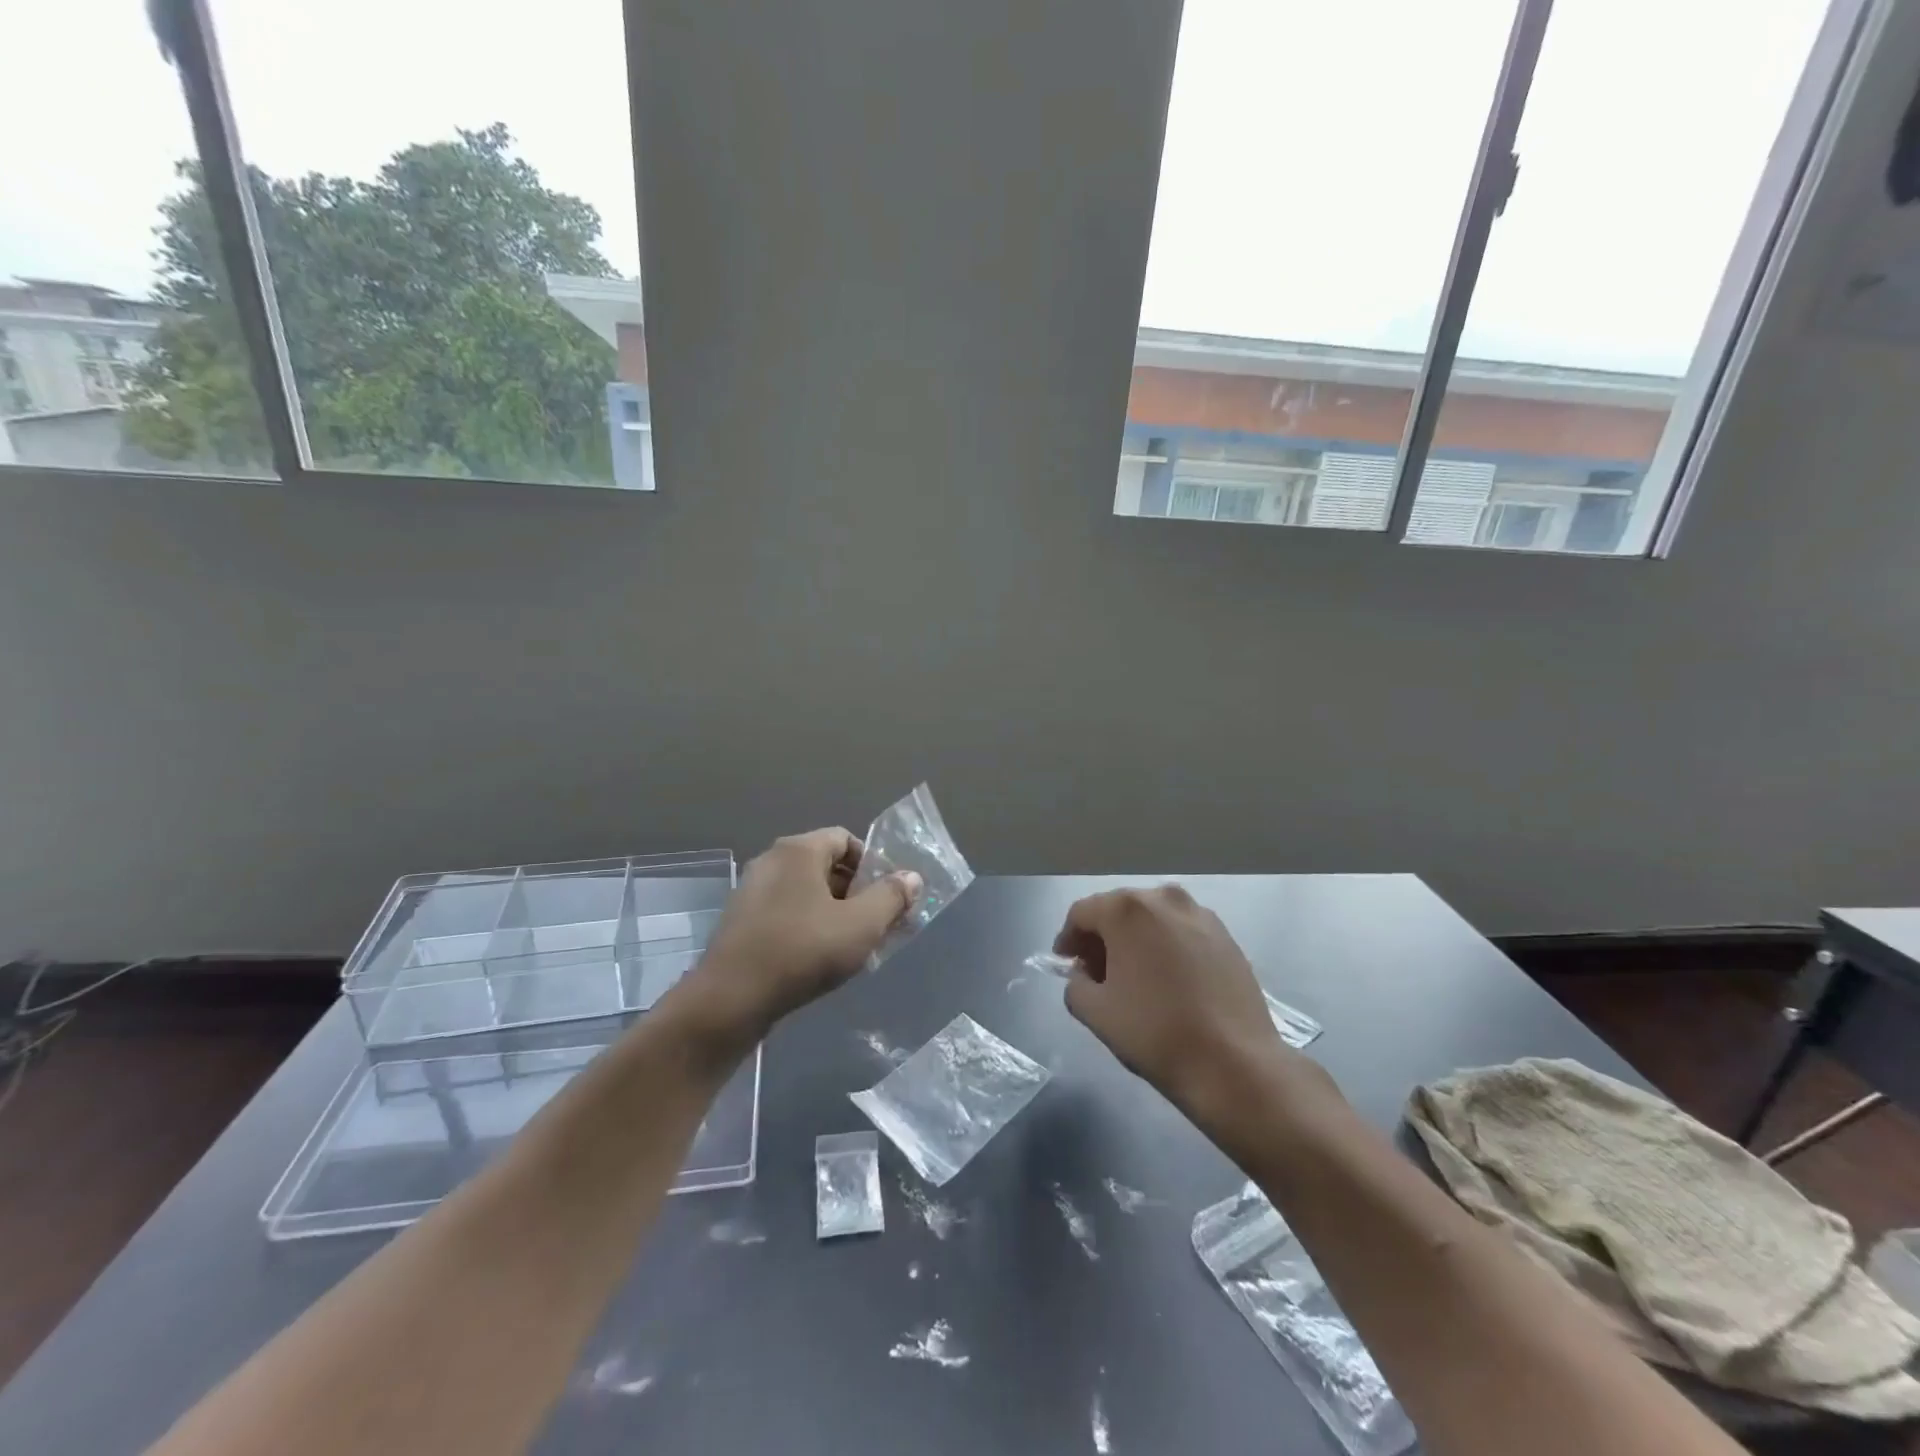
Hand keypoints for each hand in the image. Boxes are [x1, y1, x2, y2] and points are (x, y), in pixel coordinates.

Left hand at [682, 827, 920, 1042]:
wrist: (730, 1000)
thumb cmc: (802, 951)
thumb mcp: (861, 925)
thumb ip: (891, 897)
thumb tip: (910, 877)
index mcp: (798, 850)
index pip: (845, 839)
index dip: (872, 864)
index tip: (887, 896)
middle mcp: (771, 860)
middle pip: (826, 865)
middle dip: (856, 891)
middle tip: (876, 924)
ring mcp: (751, 891)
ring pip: (805, 891)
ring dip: (833, 912)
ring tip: (851, 946)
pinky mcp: (740, 922)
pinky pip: (785, 912)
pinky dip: (806, 926)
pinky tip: (817, 959)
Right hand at [1054, 885, 1300, 1119]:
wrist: (1235, 1064)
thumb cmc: (1156, 1033)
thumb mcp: (1095, 1013)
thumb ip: (1075, 984)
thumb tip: (1084, 975)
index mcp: (1126, 909)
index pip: (1082, 913)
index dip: (1068, 938)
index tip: (1066, 965)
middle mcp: (1164, 898)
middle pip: (1119, 910)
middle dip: (1102, 937)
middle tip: (1096, 972)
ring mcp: (1200, 915)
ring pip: (1153, 919)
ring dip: (1136, 940)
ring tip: (1134, 977)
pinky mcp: (1227, 936)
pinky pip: (1181, 931)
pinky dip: (1166, 946)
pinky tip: (1168, 980)